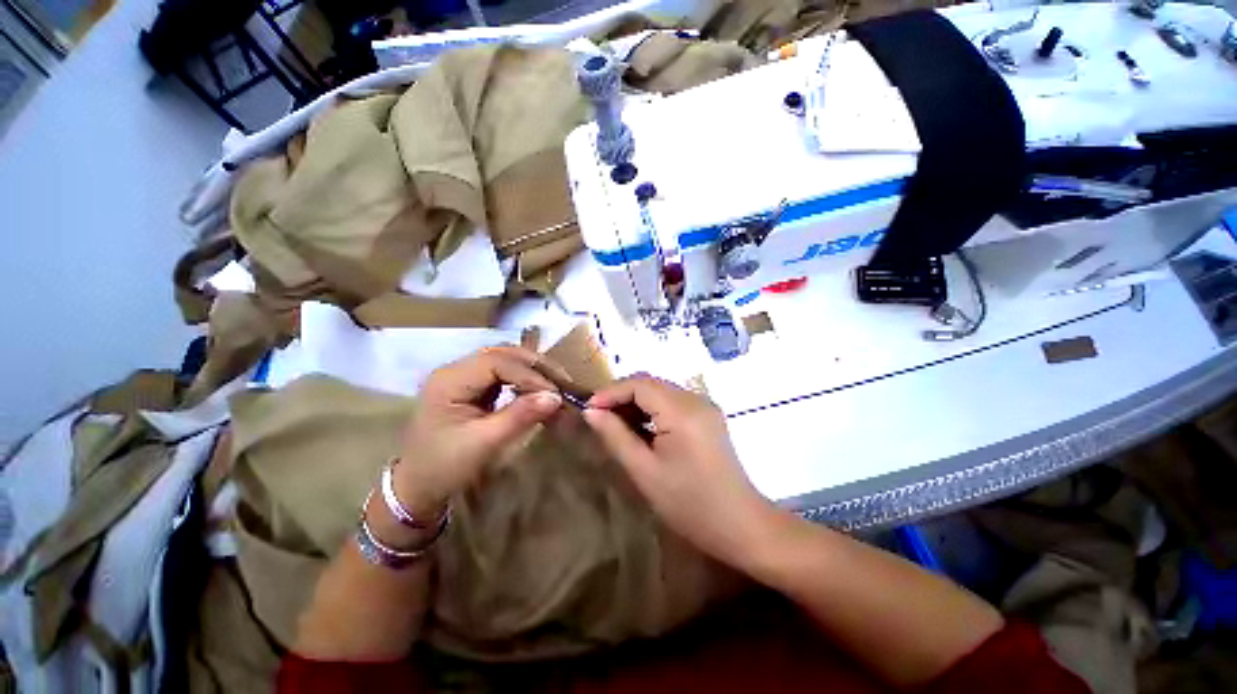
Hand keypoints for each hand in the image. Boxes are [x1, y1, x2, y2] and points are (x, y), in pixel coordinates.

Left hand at [394, 346, 561, 512]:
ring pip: (504, 359)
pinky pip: (502, 373)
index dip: (529, 374)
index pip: (498, 363)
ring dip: (531, 369)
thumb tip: (556, 397)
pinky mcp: (471, 386)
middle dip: (534, 365)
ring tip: (554, 383)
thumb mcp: (484, 443)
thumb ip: (520, 416)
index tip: (555, 393)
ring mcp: (462, 376)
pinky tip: (536, 388)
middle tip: (562, 381)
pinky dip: (523, 378)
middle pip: (502, 353)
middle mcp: (454, 370)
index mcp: (449, 380)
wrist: (417, 487)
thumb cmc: (444, 467)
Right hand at [582, 375, 772, 565]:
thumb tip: (591, 411)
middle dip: (621, 395)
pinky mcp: (707, 415)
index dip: (610, 392)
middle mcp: (695, 399)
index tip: (588, 409)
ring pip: (661, 390)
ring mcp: (704, 405)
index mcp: (682, 411)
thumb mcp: (645, 471)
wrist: (740, 525)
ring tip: (615, 423)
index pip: (639, 384)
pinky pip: (672, 401)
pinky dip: (652, 409)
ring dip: (636, 402)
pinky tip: (641, 428)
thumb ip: (615, 436)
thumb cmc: (689, 504)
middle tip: (599, 417)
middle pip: (650, 383)